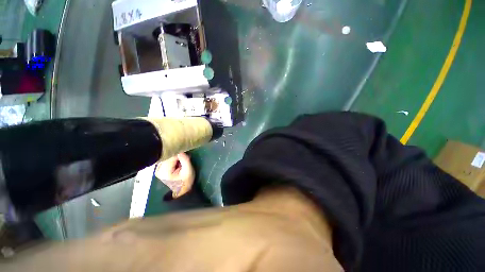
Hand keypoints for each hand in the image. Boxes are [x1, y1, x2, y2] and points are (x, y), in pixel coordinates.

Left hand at [155, 153, 194, 197]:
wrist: (182, 191)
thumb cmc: (186, 182)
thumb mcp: (188, 171)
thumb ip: (185, 160)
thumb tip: (181, 151)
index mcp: (164, 171)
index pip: (171, 156)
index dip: (179, 155)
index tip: (185, 157)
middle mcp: (158, 170)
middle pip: (168, 156)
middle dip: (177, 157)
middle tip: (183, 161)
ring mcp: (158, 170)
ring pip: (167, 157)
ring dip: (174, 158)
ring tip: (180, 164)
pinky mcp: (159, 169)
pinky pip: (166, 160)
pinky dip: (172, 160)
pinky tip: (176, 165)